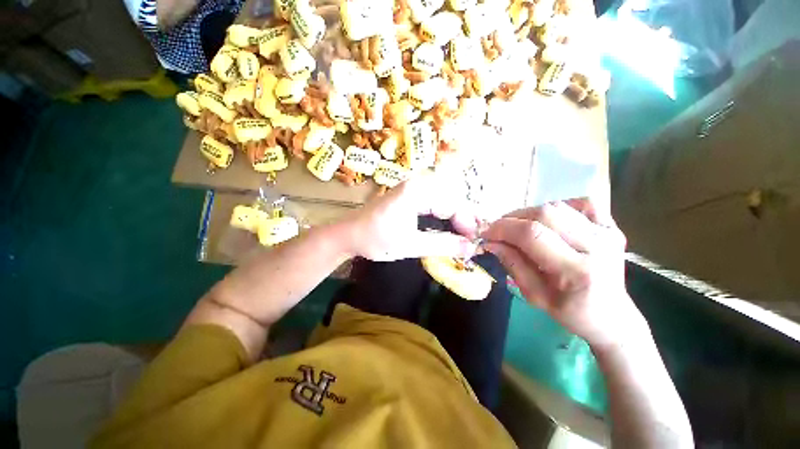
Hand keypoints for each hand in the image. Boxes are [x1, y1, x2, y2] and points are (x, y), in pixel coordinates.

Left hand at [343, 171, 479, 260]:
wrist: (349, 234)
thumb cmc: (376, 240)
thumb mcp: (411, 245)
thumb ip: (442, 245)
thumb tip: (470, 248)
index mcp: (416, 191)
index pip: (451, 203)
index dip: (465, 223)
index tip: (471, 242)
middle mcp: (416, 183)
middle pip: (450, 198)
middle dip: (461, 219)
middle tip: (468, 239)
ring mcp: (412, 187)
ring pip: (443, 199)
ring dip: (453, 217)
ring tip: (461, 235)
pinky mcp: (409, 194)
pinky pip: (433, 201)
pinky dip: (442, 215)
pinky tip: (446, 227)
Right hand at [481, 200, 648, 349]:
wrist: (611, 316)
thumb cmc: (570, 312)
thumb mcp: (533, 295)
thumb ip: (512, 263)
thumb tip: (490, 242)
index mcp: (577, 271)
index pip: (532, 234)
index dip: (503, 228)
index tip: (486, 232)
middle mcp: (597, 246)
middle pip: (545, 214)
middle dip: (513, 218)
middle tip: (500, 229)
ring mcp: (608, 233)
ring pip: (558, 206)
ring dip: (530, 213)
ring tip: (520, 227)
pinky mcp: (612, 227)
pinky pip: (582, 203)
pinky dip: (559, 207)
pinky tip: (550, 221)